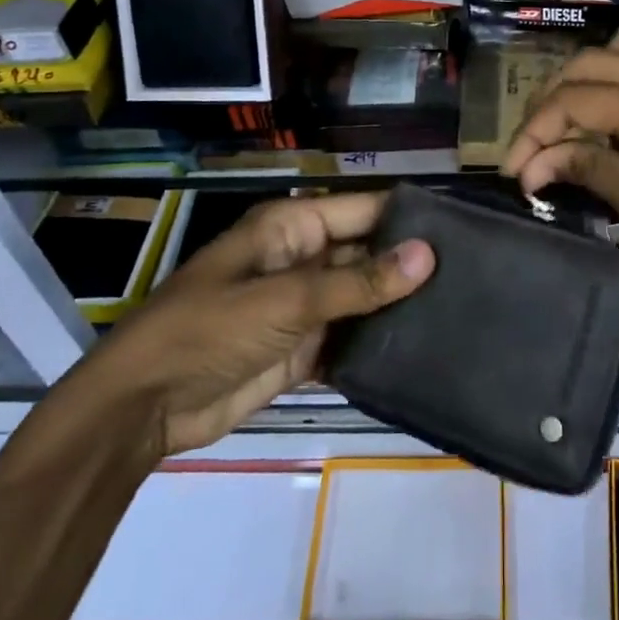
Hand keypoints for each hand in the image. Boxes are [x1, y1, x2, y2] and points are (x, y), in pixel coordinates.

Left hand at [92, 192, 433, 454]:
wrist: (142, 408)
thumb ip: (358, 282)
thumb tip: (428, 254)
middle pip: (367, 254)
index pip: (364, 211)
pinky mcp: (301, 349)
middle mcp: (302, 259)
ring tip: (464, 310)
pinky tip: (422, 349)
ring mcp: (302, 306)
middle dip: (411, 265)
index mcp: (292, 227)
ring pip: (362, 297)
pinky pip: (349, 338)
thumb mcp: (286, 300)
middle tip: (476, 276)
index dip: (409, 217)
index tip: (466, 229)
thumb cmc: (209, 330)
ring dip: (398, 305)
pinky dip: (377, 343)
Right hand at [501, 21, 618, 338]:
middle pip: (592, 62)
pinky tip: (614, 114)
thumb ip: (593, 171)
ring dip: (588, 74)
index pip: (576, 100)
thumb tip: (535, 164)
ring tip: (572, 119)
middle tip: (536, 147)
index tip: (515, 172)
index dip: (535, 131)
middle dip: (552, 99)